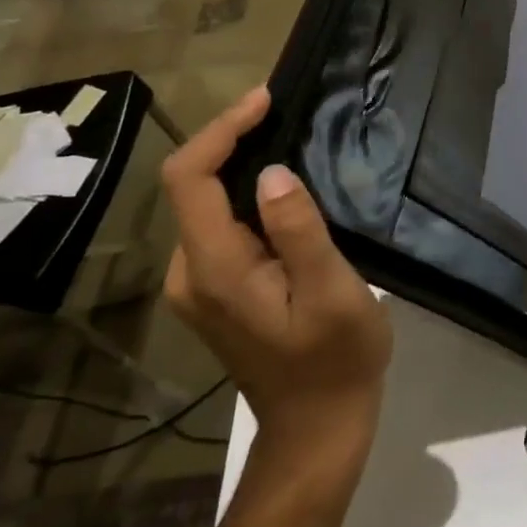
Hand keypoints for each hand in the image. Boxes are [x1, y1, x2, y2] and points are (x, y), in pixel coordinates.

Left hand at [161, 86, 391, 494]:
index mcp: (216, 268)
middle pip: (193, 187)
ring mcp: (200, 285)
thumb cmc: (335, 360)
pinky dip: (245, 193)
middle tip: (285, 111)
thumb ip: (299, 232)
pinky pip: (221, 225)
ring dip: (240, 164)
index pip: (191, 179)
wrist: (316, 427)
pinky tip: (285, 188)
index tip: (266, 100)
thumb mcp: (331, 292)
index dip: (221, 130)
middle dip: (232, 140)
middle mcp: (192, 272)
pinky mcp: (217, 291)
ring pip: (206, 204)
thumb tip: (273, 172)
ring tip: (290, 137)